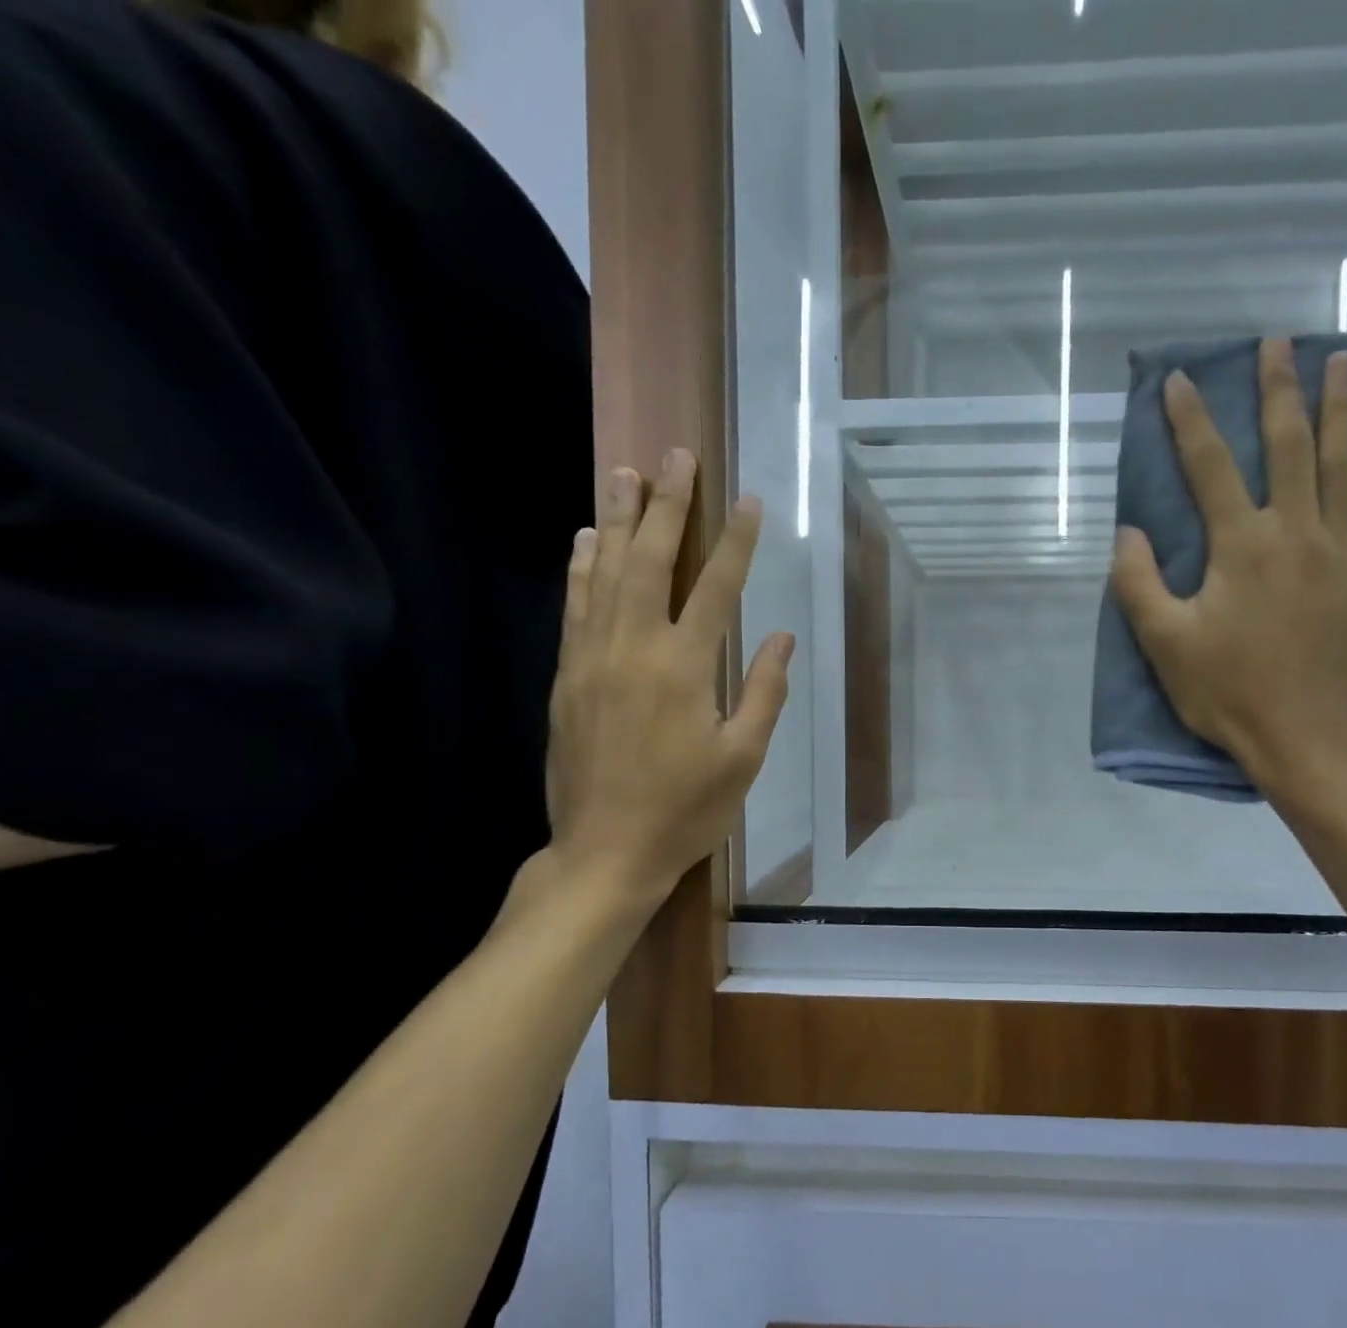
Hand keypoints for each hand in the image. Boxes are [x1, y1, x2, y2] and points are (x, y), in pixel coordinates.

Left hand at [544, 449, 792, 906]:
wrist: (604, 852)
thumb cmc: (685, 809)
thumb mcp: (742, 758)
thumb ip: (763, 691)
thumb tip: (780, 636)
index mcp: (684, 668)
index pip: (716, 587)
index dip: (735, 542)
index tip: (748, 500)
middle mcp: (634, 648)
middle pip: (651, 561)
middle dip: (668, 505)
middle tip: (677, 456)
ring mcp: (592, 658)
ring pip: (605, 572)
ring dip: (618, 519)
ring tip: (626, 472)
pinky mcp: (567, 675)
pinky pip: (574, 606)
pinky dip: (581, 566)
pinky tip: (586, 538)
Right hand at [1110, 338, 1346, 808]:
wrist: (1308, 737)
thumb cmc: (1229, 692)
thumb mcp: (1165, 645)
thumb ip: (1138, 584)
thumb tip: (1128, 532)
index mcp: (1241, 546)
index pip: (1209, 468)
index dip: (1189, 421)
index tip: (1178, 380)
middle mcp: (1295, 532)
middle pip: (1288, 445)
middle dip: (1280, 389)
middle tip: (1280, 342)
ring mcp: (1342, 551)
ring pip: (1344, 463)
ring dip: (1343, 408)